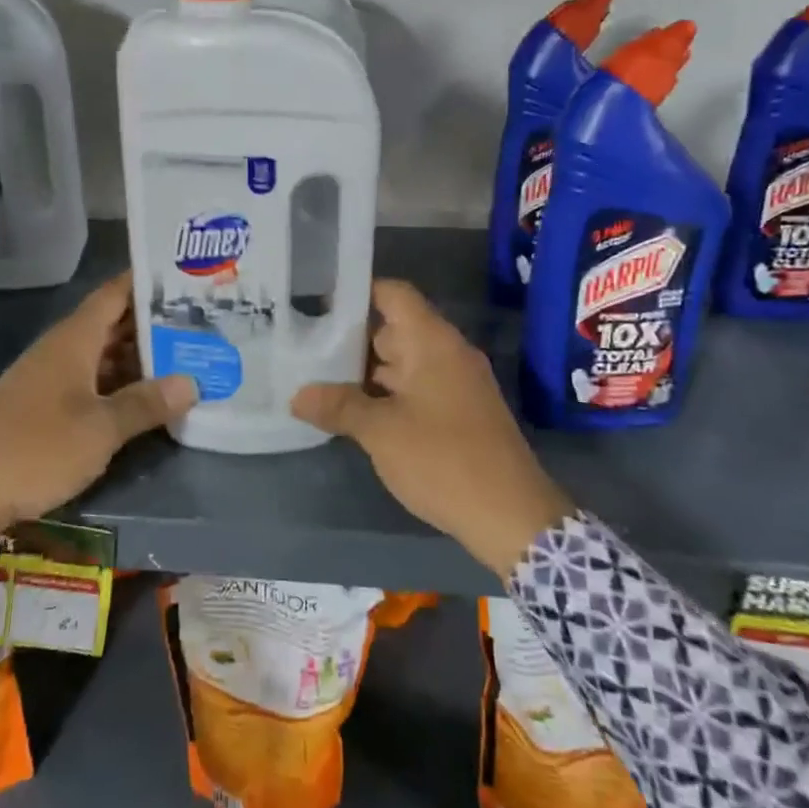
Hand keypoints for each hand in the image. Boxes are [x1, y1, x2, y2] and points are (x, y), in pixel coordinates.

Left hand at [0, 272, 197, 534]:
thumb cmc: (37, 449)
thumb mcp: (100, 430)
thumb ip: (145, 404)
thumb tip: (192, 382)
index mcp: (73, 340)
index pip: (114, 294)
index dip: (147, 282)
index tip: (186, 277)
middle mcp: (62, 350)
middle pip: (113, 324)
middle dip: (154, 323)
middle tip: (201, 322)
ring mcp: (52, 378)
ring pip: (104, 355)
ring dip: (140, 356)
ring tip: (187, 356)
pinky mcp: (46, 405)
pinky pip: (92, 380)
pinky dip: (120, 383)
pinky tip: (149, 396)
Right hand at [292, 280, 574, 579]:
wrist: (511, 516)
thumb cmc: (444, 460)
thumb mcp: (382, 432)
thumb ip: (338, 407)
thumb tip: (297, 395)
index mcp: (432, 342)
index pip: (393, 294)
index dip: (357, 291)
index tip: (317, 301)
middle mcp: (446, 354)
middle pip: (393, 329)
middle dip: (349, 337)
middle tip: (302, 344)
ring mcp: (454, 384)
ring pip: (401, 363)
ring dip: (364, 371)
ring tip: (315, 376)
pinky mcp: (457, 412)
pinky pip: (414, 388)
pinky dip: (384, 394)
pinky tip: (351, 410)